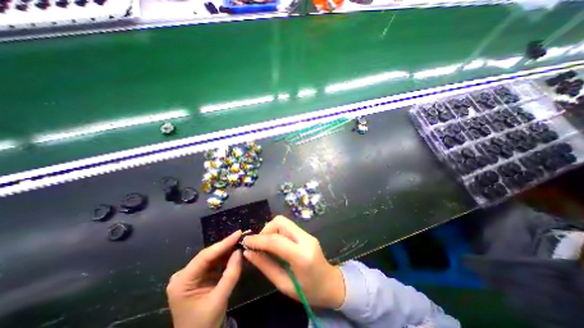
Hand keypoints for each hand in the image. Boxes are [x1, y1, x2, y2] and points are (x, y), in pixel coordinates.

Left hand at [167, 229, 243, 327]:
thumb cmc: (205, 324)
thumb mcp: (219, 299)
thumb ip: (231, 274)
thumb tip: (239, 251)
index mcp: (182, 282)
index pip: (205, 257)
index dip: (223, 244)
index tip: (238, 233)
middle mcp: (183, 275)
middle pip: (208, 255)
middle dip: (226, 246)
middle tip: (242, 236)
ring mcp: (189, 275)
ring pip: (211, 257)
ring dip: (226, 251)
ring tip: (241, 244)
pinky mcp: (197, 276)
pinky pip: (213, 263)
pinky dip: (224, 259)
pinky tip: (234, 254)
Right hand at [243, 217, 342, 307]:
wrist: (330, 284)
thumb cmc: (308, 291)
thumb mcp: (283, 285)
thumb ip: (265, 266)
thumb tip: (248, 253)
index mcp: (302, 256)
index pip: (276, 240)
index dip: (258, 239)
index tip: (245, 241)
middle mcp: (306, 239)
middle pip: (281, 222)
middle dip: (265, 230)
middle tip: (258, 244)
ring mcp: (308, 234)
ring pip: (284, 222)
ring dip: (271, 230)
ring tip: (265, 245)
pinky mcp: (307, 233)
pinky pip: (288, 227)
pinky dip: (277, 232)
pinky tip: (274, 244)